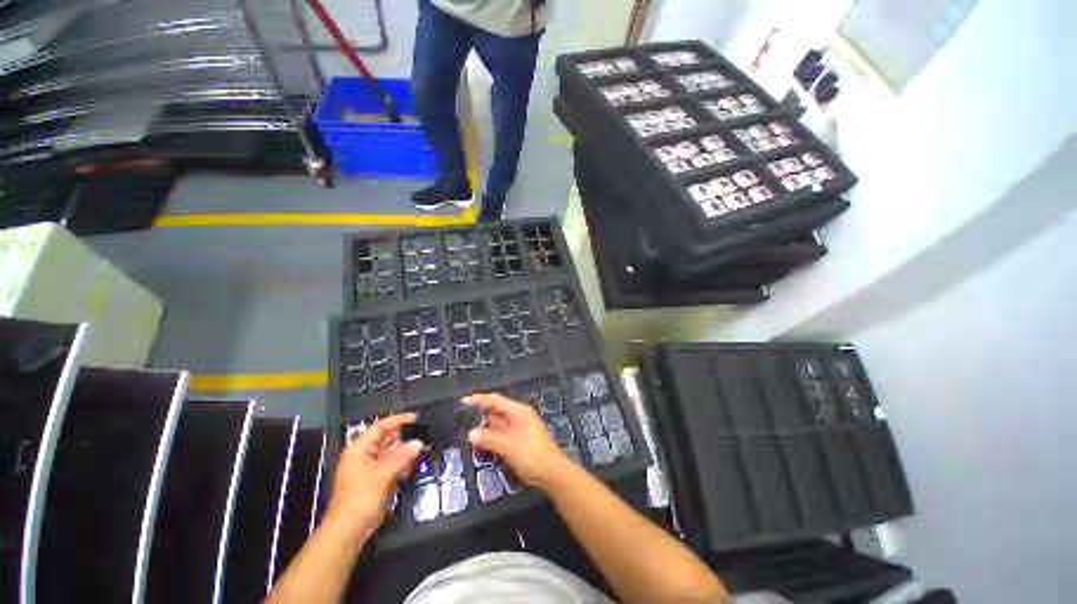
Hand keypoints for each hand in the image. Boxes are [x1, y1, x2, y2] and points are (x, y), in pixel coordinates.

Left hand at [325, 414, 423, 539]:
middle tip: (423, 439)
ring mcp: (371, 467)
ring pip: (392, 452)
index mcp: (360, 449)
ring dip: (405, 454)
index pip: (380, 427)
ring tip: (418, 455)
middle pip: (388, 439)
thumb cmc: (360, 498)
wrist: (348, 530)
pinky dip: (402, 465)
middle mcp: (365, 454)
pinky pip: (393, 465)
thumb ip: (402, 457)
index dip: (398, 420)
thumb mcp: (382, 475)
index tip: (416, 417)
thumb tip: (419, 442)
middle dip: (404, 439)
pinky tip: (409, 471)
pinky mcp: (377, 479)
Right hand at [464, 393, 569, 489]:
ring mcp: (519, 428)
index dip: (479, 399)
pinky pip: (500, 434)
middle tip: (461, 418)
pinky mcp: (518, 440)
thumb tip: (470, 433)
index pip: (495, 400)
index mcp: (518, 411)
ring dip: (485, 427)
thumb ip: (489, 439)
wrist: (552, 473)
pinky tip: (480, 443)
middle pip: (496, 410)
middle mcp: (518, 416)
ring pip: (498, 423)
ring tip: (466, 430)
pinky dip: (490, 436)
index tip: (463, 401)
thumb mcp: (509, 446)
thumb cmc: (532, 455)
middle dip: (481, 413)